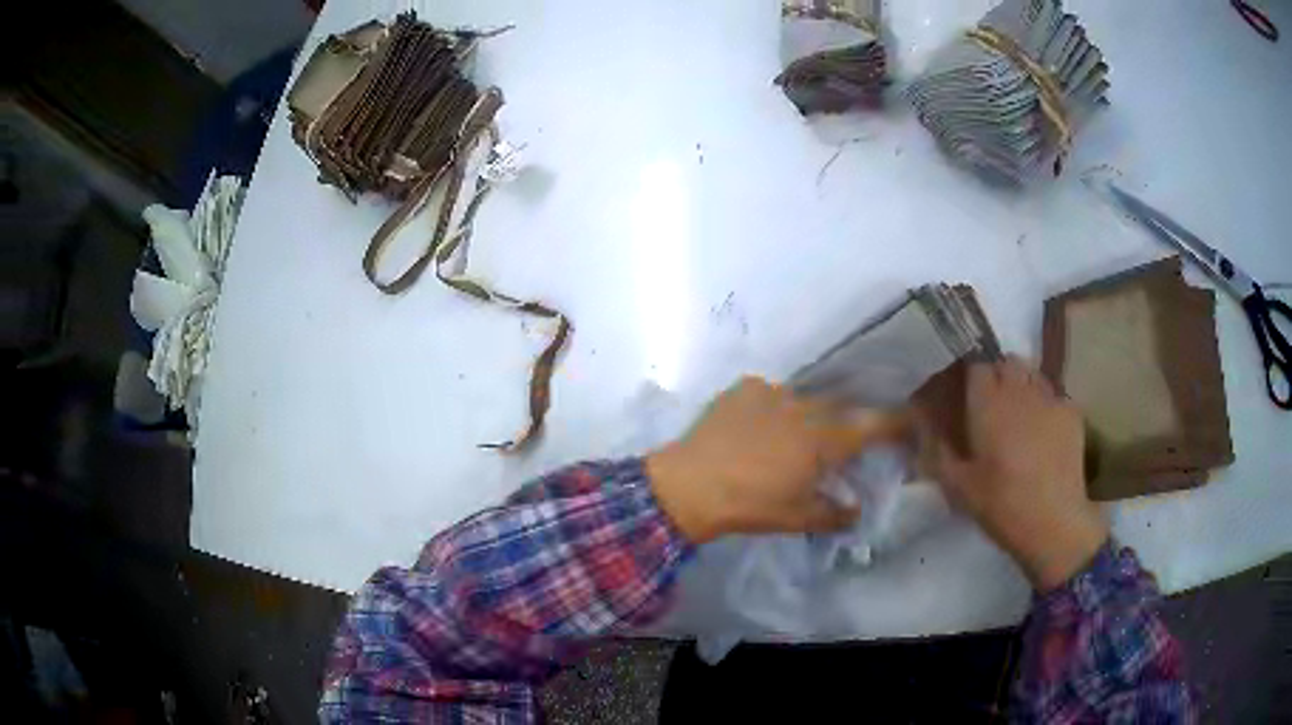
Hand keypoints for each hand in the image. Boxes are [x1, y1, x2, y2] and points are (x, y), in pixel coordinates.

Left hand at [646, 376, 907, 543]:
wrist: (689, 486)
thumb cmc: (750, 505)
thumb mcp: (797, 518)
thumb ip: (835, 514)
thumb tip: (856, 511)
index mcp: (824, 438)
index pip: (875, 424)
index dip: (898, 422)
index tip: (910, 423)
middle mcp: (805, 406)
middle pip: (841, 407)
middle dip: (848, 422)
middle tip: (840, 442)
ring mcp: (772, 392)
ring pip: (804, 399)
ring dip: (807, 415)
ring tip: (791, 437)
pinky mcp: (743, 388)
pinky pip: (770, 394)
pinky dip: (772, 409)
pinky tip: (757, 428)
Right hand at [921, 357, 1108, 590]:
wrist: (1053, 523)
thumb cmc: (1001, 505)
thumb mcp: (957, 485)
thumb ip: (938, 450)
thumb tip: (926, 425)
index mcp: (988, 402)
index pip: (976, 363)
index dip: (969, 373)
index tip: (964, 391)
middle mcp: (1020, 389)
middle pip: (1006, 362)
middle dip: (997, 374)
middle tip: (990, 403)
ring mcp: (1050, 398)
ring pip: (1032, 374)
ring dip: (1022, 385)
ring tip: (1018, 412)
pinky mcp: (1072, 413)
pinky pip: (1054, 395)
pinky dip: (1045, 404)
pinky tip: (1043, 431)